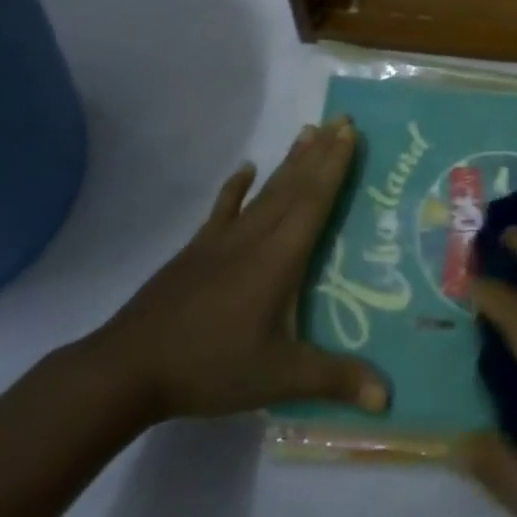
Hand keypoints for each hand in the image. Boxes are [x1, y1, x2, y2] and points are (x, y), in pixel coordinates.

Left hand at [84, 117, 387, 421]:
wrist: (129, 368)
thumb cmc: (211, 367)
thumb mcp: (278, 377)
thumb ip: (334, 379)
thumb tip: (388, 397)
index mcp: (280, 258)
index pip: (315, 201)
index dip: (335, 166)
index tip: (350, 132)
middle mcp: (255, 237)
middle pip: (294, 186)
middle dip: (321, 152)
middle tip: (341, 119)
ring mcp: (222, 240)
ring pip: (265, 191)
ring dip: (290, 161)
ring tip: (309, 131)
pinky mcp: (196, 250)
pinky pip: (223, 209)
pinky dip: (236, 187)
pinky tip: (245, 168)